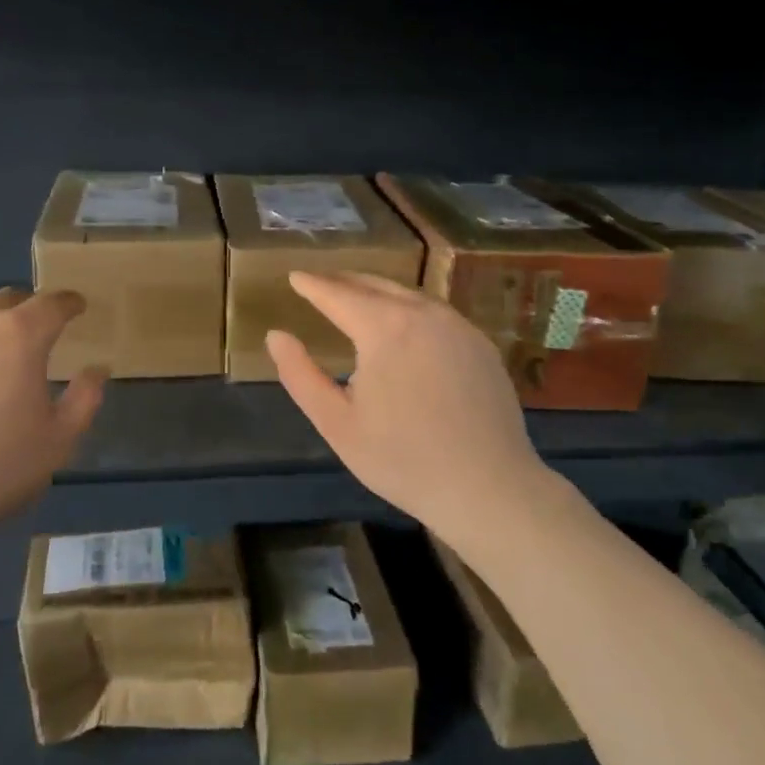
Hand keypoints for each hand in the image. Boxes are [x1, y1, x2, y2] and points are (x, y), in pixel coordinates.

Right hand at [266, 272, 562, 550]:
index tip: (295, 276)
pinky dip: (408, 307)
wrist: (488, 487)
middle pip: (375, 285)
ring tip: (356, 297)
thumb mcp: (337, 423)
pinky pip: (435, 312)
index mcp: (384, 328)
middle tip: (321, 282)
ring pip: (408, 295)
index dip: (313, 284)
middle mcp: (423, 314)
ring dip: (377, 291)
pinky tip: (403, 324)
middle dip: (343, 281)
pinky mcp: (480, 344)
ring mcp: (458, 326)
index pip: (338, 294)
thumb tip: (275, 335)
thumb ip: (300, 375)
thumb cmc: (402, 459)